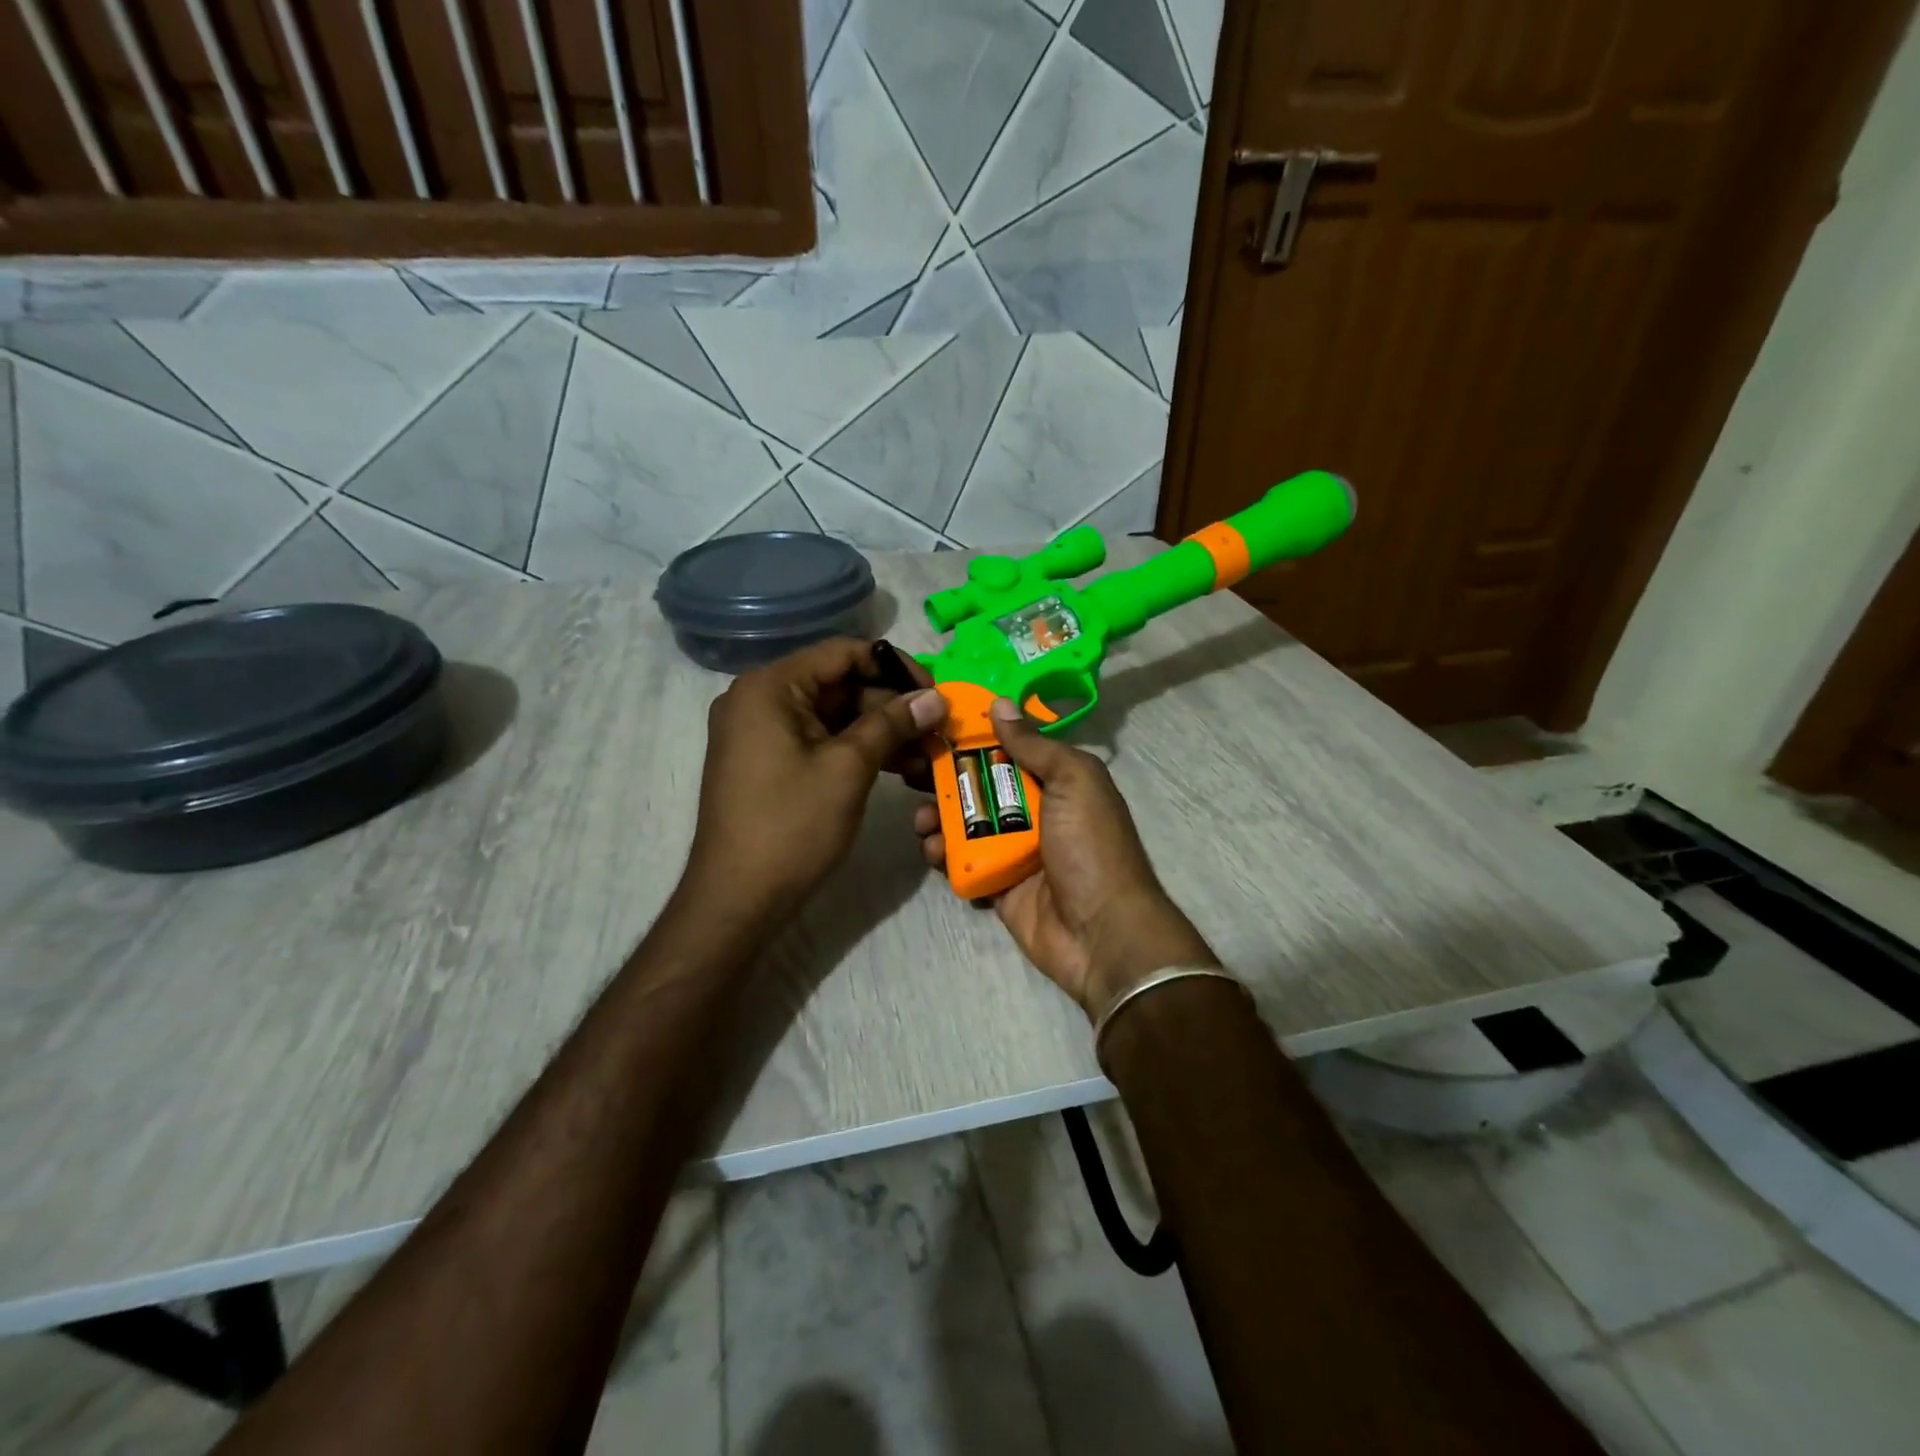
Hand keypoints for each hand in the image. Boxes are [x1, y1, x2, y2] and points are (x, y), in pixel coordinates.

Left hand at [688, 638, 944, 919]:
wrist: (737, 898)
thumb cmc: (791, 826)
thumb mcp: (848, 768)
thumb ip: (892, 724)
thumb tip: (935, 697)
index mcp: (770, 687)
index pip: (843, 653)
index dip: (895, 668)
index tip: (934, 694)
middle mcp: (760, 699)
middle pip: (840, 684)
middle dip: (892, 707)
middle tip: (937, 732)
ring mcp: (762, 732)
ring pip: (835, 716)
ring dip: (881, 733)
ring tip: (926, 757)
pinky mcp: (770, 761)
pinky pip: (821, 741)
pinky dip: (857, 751)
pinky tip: (899, 769)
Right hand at [914, 698, 1216, 1018]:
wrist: (1102, 933)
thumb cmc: (1091, 846)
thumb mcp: (1073, 782)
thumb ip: (1035, 745)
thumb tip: (999, 704)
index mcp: (1056, 781)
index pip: (1007, 747)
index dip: (972, 734)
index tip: (933, 722)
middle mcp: (1034, 810)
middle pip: (979, 783)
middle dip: (944, 775)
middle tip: (908, 769)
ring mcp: (1013, 849)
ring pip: (964, 823)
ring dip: (936, 816)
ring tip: (920, 819)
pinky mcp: (996, 884)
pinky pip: (962, 862)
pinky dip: (942, 855)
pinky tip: (931, 851)